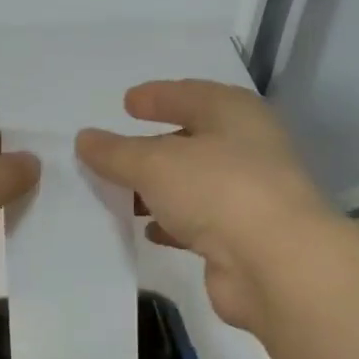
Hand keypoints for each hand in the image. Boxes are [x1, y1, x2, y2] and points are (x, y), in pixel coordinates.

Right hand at [77, 80, 334, 332]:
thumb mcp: (156, 164)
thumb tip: (84, 139)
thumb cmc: (218, 190)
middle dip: (154, 148)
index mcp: (235, 114)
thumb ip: (117, 153)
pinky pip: (197, 223)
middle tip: (116, 154)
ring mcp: (247, 196)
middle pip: (193, 141)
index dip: (158, 96)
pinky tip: (148, 231)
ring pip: (193, 186)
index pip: (191, 95)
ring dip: (160, 190)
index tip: (127, 102)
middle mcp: (247, 149)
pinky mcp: (240, 239)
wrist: (273, 263)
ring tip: (122, 194)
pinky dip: (172, 224)